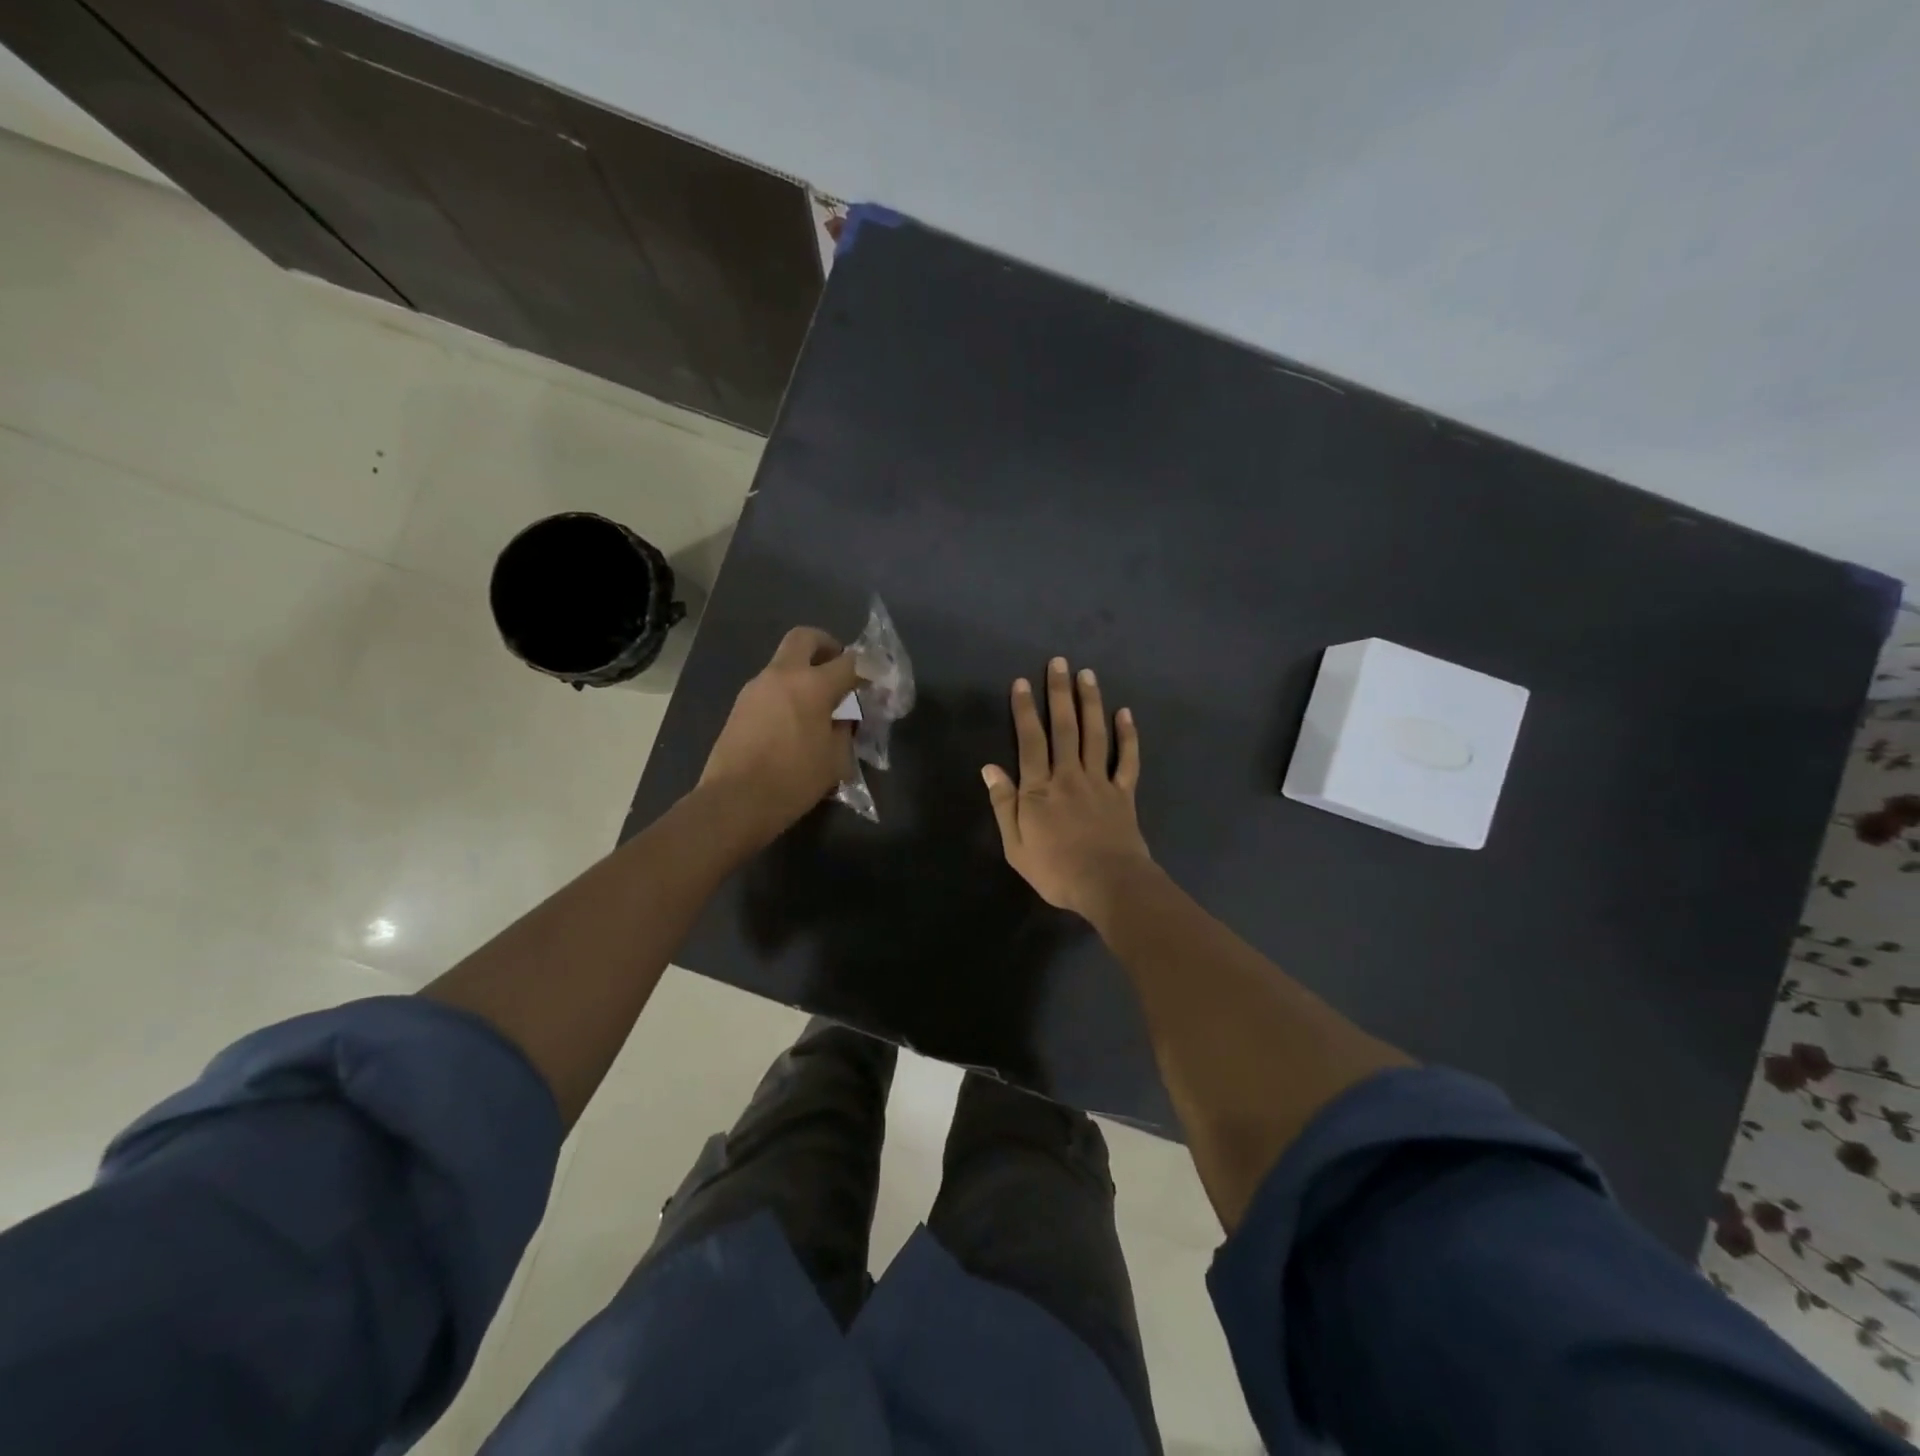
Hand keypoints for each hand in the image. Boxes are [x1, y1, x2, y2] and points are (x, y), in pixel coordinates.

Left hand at [700, 627, 859, 842]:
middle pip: (805, 638)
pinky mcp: (740, 705)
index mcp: (812, 685)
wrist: (733, 801)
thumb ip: (844, 730)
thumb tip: (844, 718)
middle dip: (827, 646)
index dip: (869, 668)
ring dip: (804, 672)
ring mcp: (756, 688)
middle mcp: (782, 675)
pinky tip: (795, 723)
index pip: (850, 662)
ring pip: (784, 662)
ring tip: (818, 706)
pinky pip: (771, 686)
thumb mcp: (835, 759)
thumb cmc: (793, 781)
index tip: (877, 679)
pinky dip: (787, 692)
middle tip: (838, 669)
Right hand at [983, 656, 1153, 920]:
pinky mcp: (1123, 793)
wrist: (1109, 885)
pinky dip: (1128, 735)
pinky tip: (1125, 713)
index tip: (1023, 682)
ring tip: (1087, 674)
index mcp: (1039, 789)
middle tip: (1059, 662)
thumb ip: (1004, 805)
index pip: (1030, 741)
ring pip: (1094, 735)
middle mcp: (1069, 776)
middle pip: (1064, 728)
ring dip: (1090, 703)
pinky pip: (1127, 759)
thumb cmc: (1056, 870)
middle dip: (1059, 693)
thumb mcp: (1016, 845)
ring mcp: (1100, 782)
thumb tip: (989, 768)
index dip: (1025, 710)